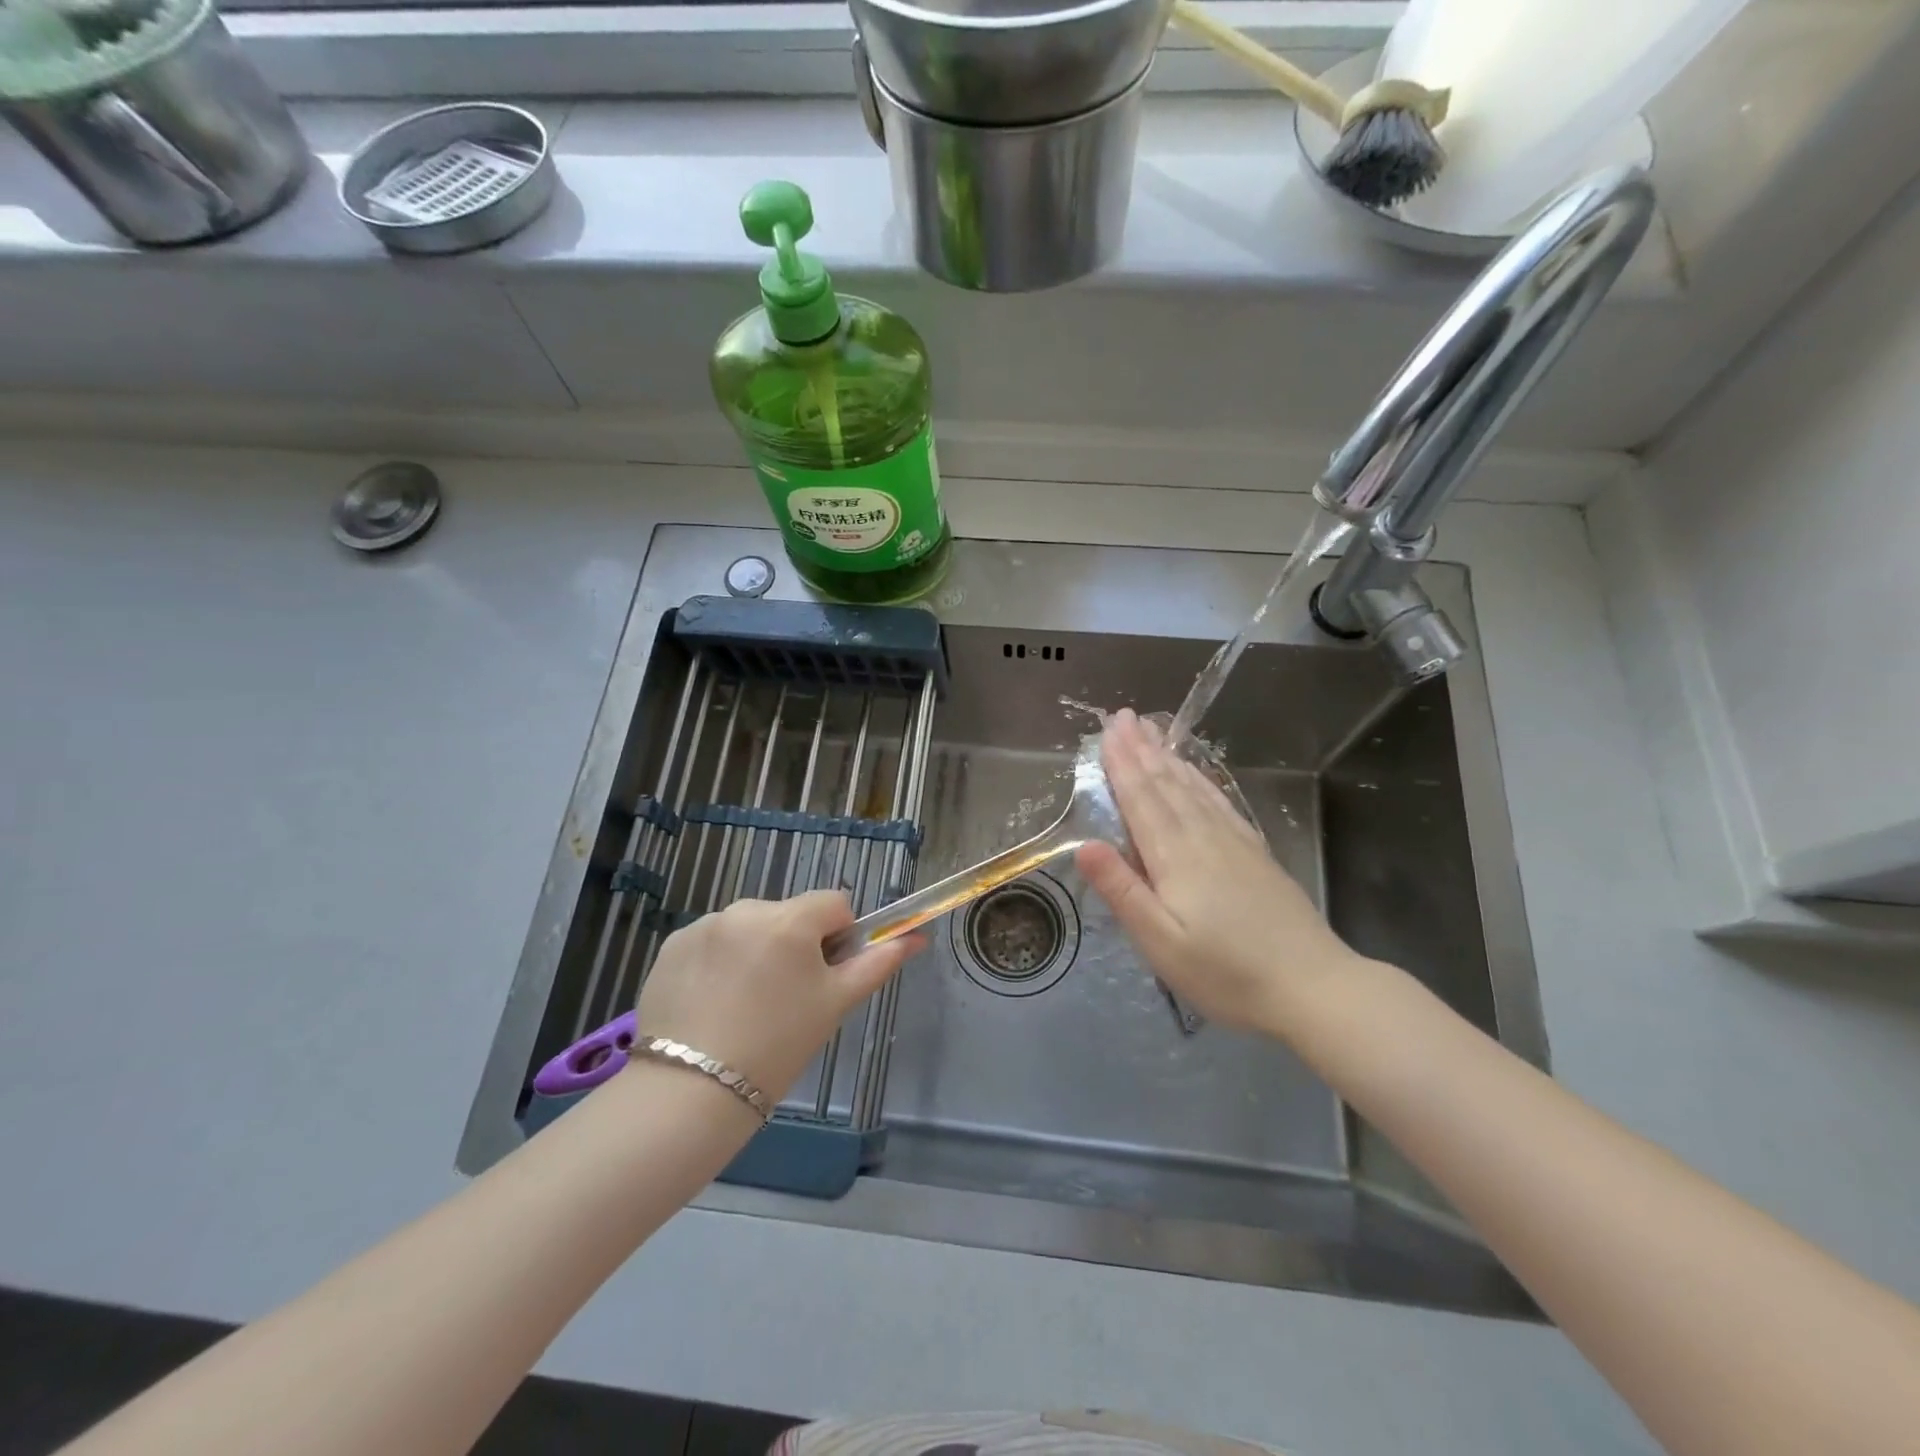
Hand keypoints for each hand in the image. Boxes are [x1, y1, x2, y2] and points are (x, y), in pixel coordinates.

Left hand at [634, 892, 922, 1100]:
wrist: (690, 1092)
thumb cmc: (778, 1046)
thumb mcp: (835, 1004)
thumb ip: (878, 963)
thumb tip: (917, 937)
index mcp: (790, 919)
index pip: (834, 903)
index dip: (838, 936)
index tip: (824, 976)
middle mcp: (745, 909)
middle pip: (790, 914)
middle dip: (795, 944)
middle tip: (786, 998)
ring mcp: (704, 925)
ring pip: (750, 927)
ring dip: (757, 950)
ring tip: (745, 1005)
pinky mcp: (672, 946)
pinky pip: (712, 941)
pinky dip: (719, 961)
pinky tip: (713, 1003)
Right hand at [1075, 708, 1363, 1037]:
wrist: (1313, 987)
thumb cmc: (1226, 973)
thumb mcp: (1161, 943)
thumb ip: (1123, 891)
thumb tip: (1084, 844)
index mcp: (1175, 857)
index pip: (1141, 799)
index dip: (1121, 764)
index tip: (1107, 730)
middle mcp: (1203, 838)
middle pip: (1166, 785)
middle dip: (1141, 749)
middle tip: (1123, 716)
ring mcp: (1234, 842)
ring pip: (1193, 789)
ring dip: (1167, 758)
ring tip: (1151, 731)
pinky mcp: (1255, 853)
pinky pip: (1219, 803)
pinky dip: (1200, 781)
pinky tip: (1195, 774)